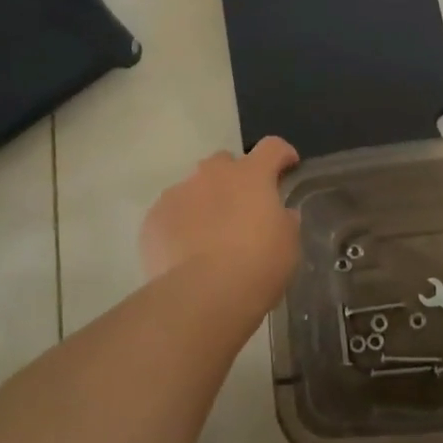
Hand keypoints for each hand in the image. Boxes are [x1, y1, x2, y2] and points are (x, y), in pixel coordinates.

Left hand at [139, 137, 301, 317]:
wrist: (202, 296)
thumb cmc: (257, 266)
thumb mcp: (288, 243)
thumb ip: (284, 220)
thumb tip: (279, 214)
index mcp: (251, 175)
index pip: (272, 147)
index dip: (282, 154)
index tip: (288, 167)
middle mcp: (213, 174)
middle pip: (225, 162)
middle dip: (234, 178)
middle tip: (242, 207)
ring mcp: (178, 193)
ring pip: (194, 187)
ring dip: (205, 202)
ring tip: (209, 236)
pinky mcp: (153, 218)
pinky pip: (171, 213)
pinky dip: (180, 225)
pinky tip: (185, 253)